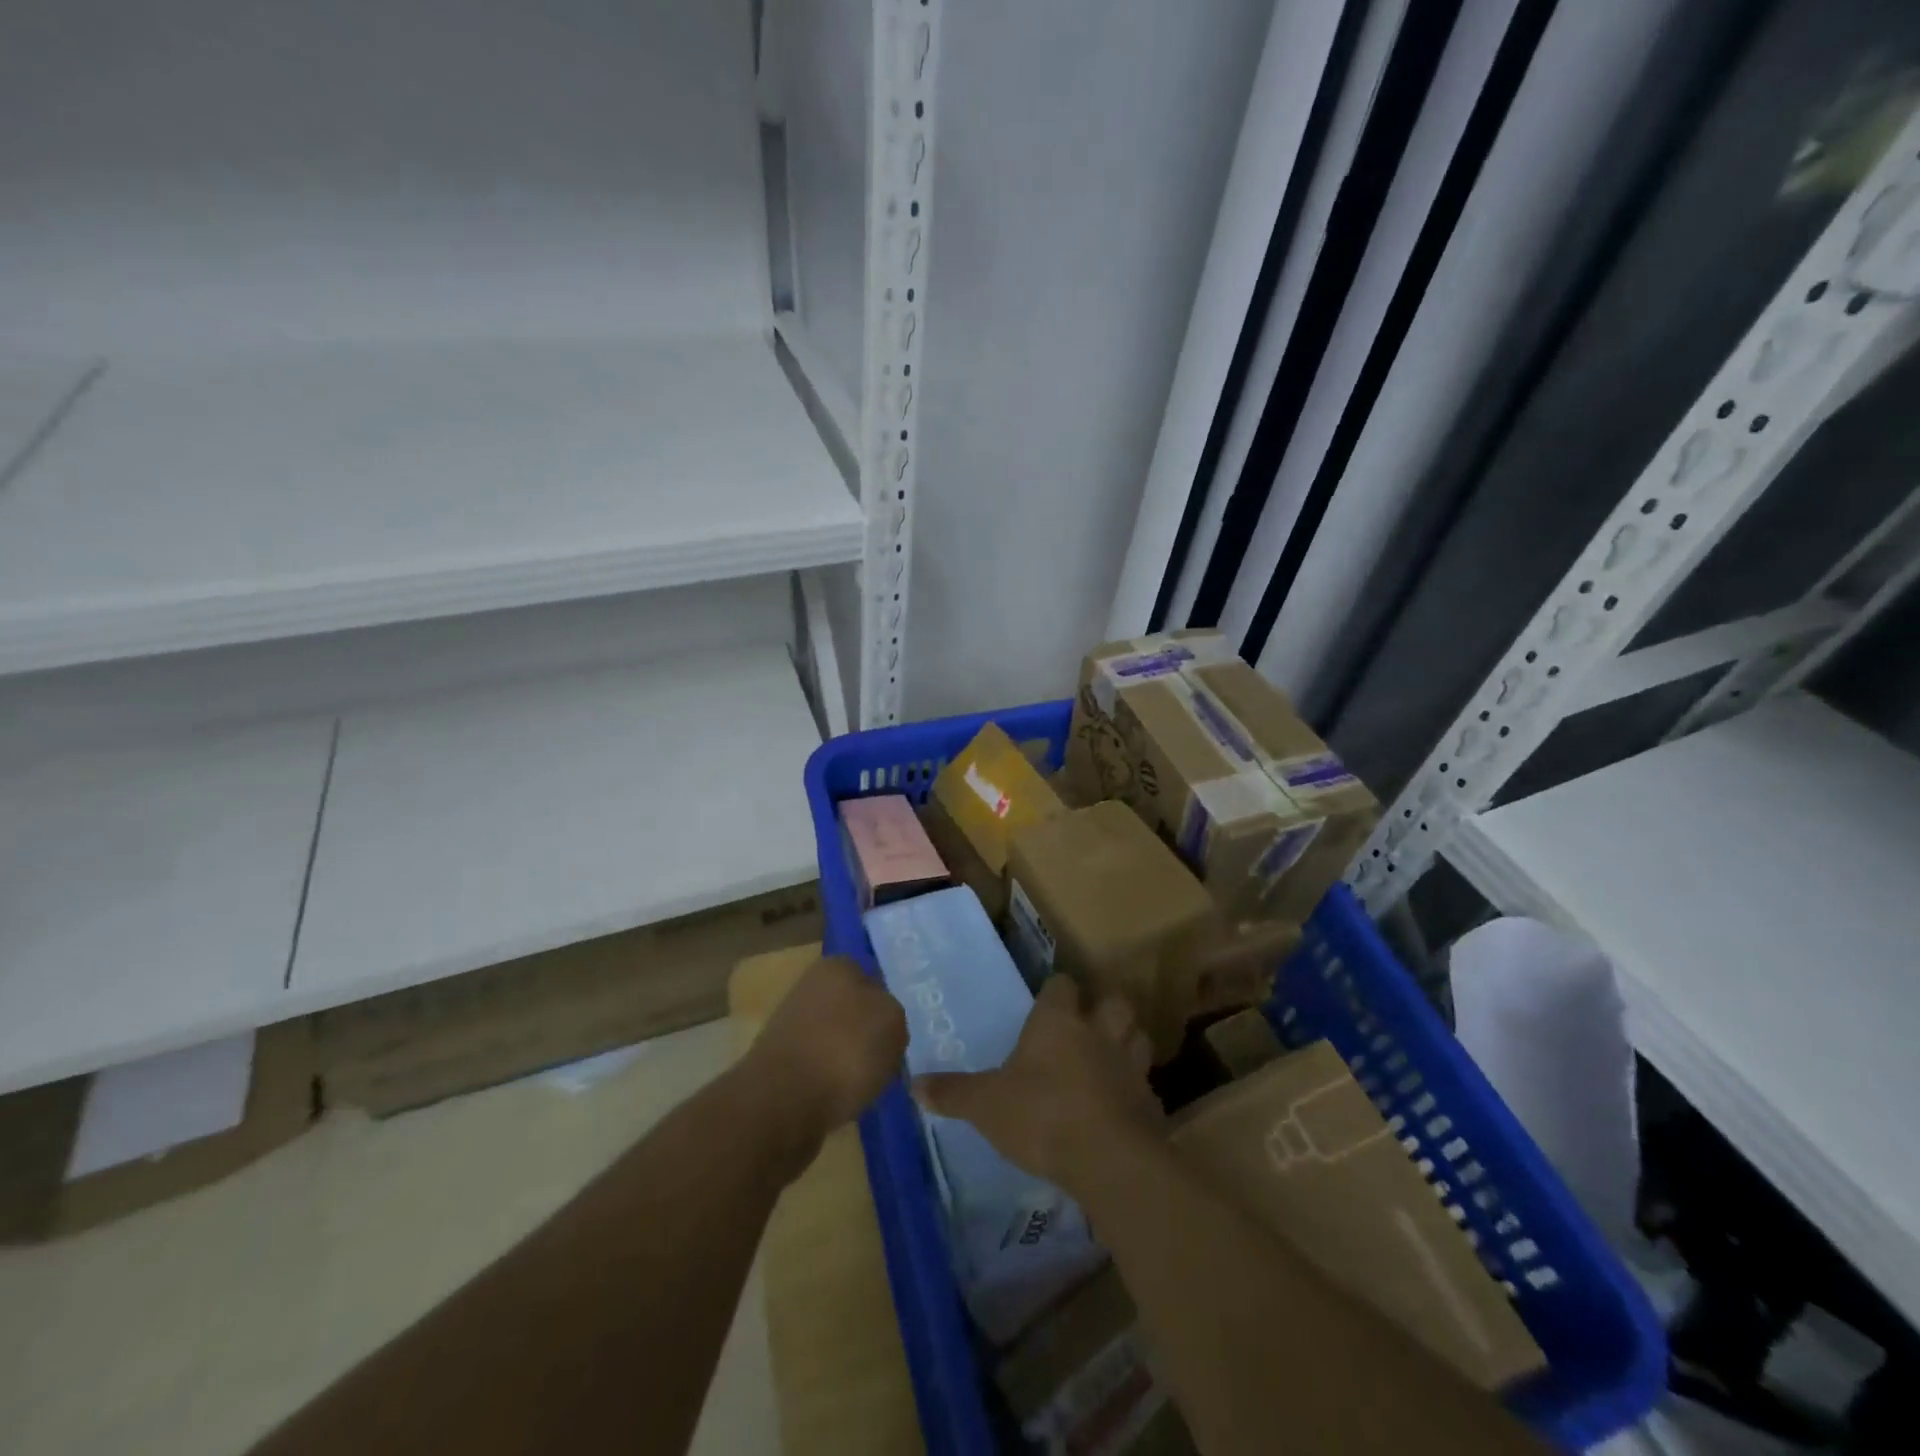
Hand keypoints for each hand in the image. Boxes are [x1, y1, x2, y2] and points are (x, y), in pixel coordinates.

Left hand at [740, 955, 908, 1169]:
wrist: (783, 1101)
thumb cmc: (846, 1050)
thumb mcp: (893, 1022)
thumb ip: (893, 1015)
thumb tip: (881, 1024)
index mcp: (836, 966)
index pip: (872, 979)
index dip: (887, 1007)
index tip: (896, 1035)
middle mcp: (809, 986)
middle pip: (852, 1009)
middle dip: (866, 1033)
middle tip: (885, 1060)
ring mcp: (790, 1024)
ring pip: (835, 1039)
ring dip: (848, 1059)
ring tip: (865, 1085)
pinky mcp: (778, 1062)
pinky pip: (818, 1067)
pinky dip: (830, 1082)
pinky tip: (841, 1099)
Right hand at [913, 975, 1163, 1197]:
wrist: (1109, 1159)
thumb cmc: (1042, 1116)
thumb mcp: (986, 1106)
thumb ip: (953, 1093)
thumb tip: (914, 1083)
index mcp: (1058, 1022)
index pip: (1062, 985)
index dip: (1056, 991)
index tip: (1047, 1002)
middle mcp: (1098, 1033)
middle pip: (1114, 1002)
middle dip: (1105, 1009)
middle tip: (1088, 1027)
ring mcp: (1129, 1065)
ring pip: (1138, 1037)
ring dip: (1128, 1043)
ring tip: (1110, 1060)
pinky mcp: (1150, 1102)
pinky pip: (1145, 1084)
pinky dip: (1135, 1090)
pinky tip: (1120, 1107)